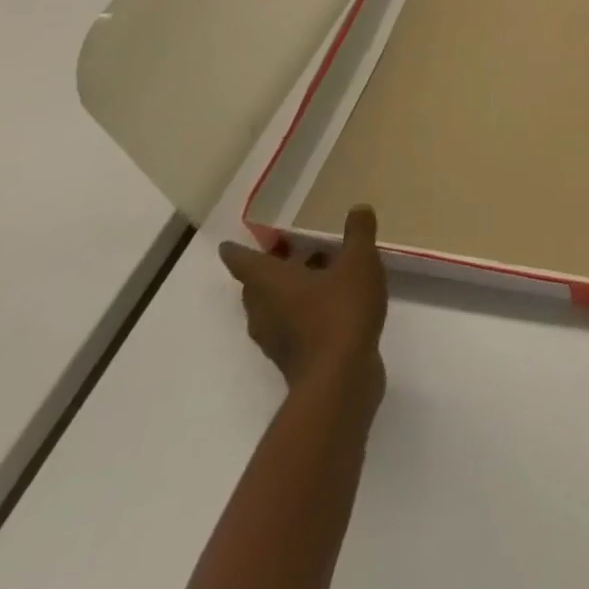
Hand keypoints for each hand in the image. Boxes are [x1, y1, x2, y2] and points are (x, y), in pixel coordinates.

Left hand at [219, 205, 387, 407]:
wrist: (340, 380)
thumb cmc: (341, 312)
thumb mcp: (359, 262)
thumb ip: (358, 233)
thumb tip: (358, 208)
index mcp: (270, 283)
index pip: (242, 261)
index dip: (236, 250)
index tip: (229, 244)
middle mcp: (264, 310)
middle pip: (257, 285)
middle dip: (270, 267)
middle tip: (291, 249)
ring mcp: (277, 339)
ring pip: (274, 306)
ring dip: (289, 289)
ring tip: (320, 271)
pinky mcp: (294, 358)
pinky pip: (291, 325)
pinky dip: (303, 310)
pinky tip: (333, 303)